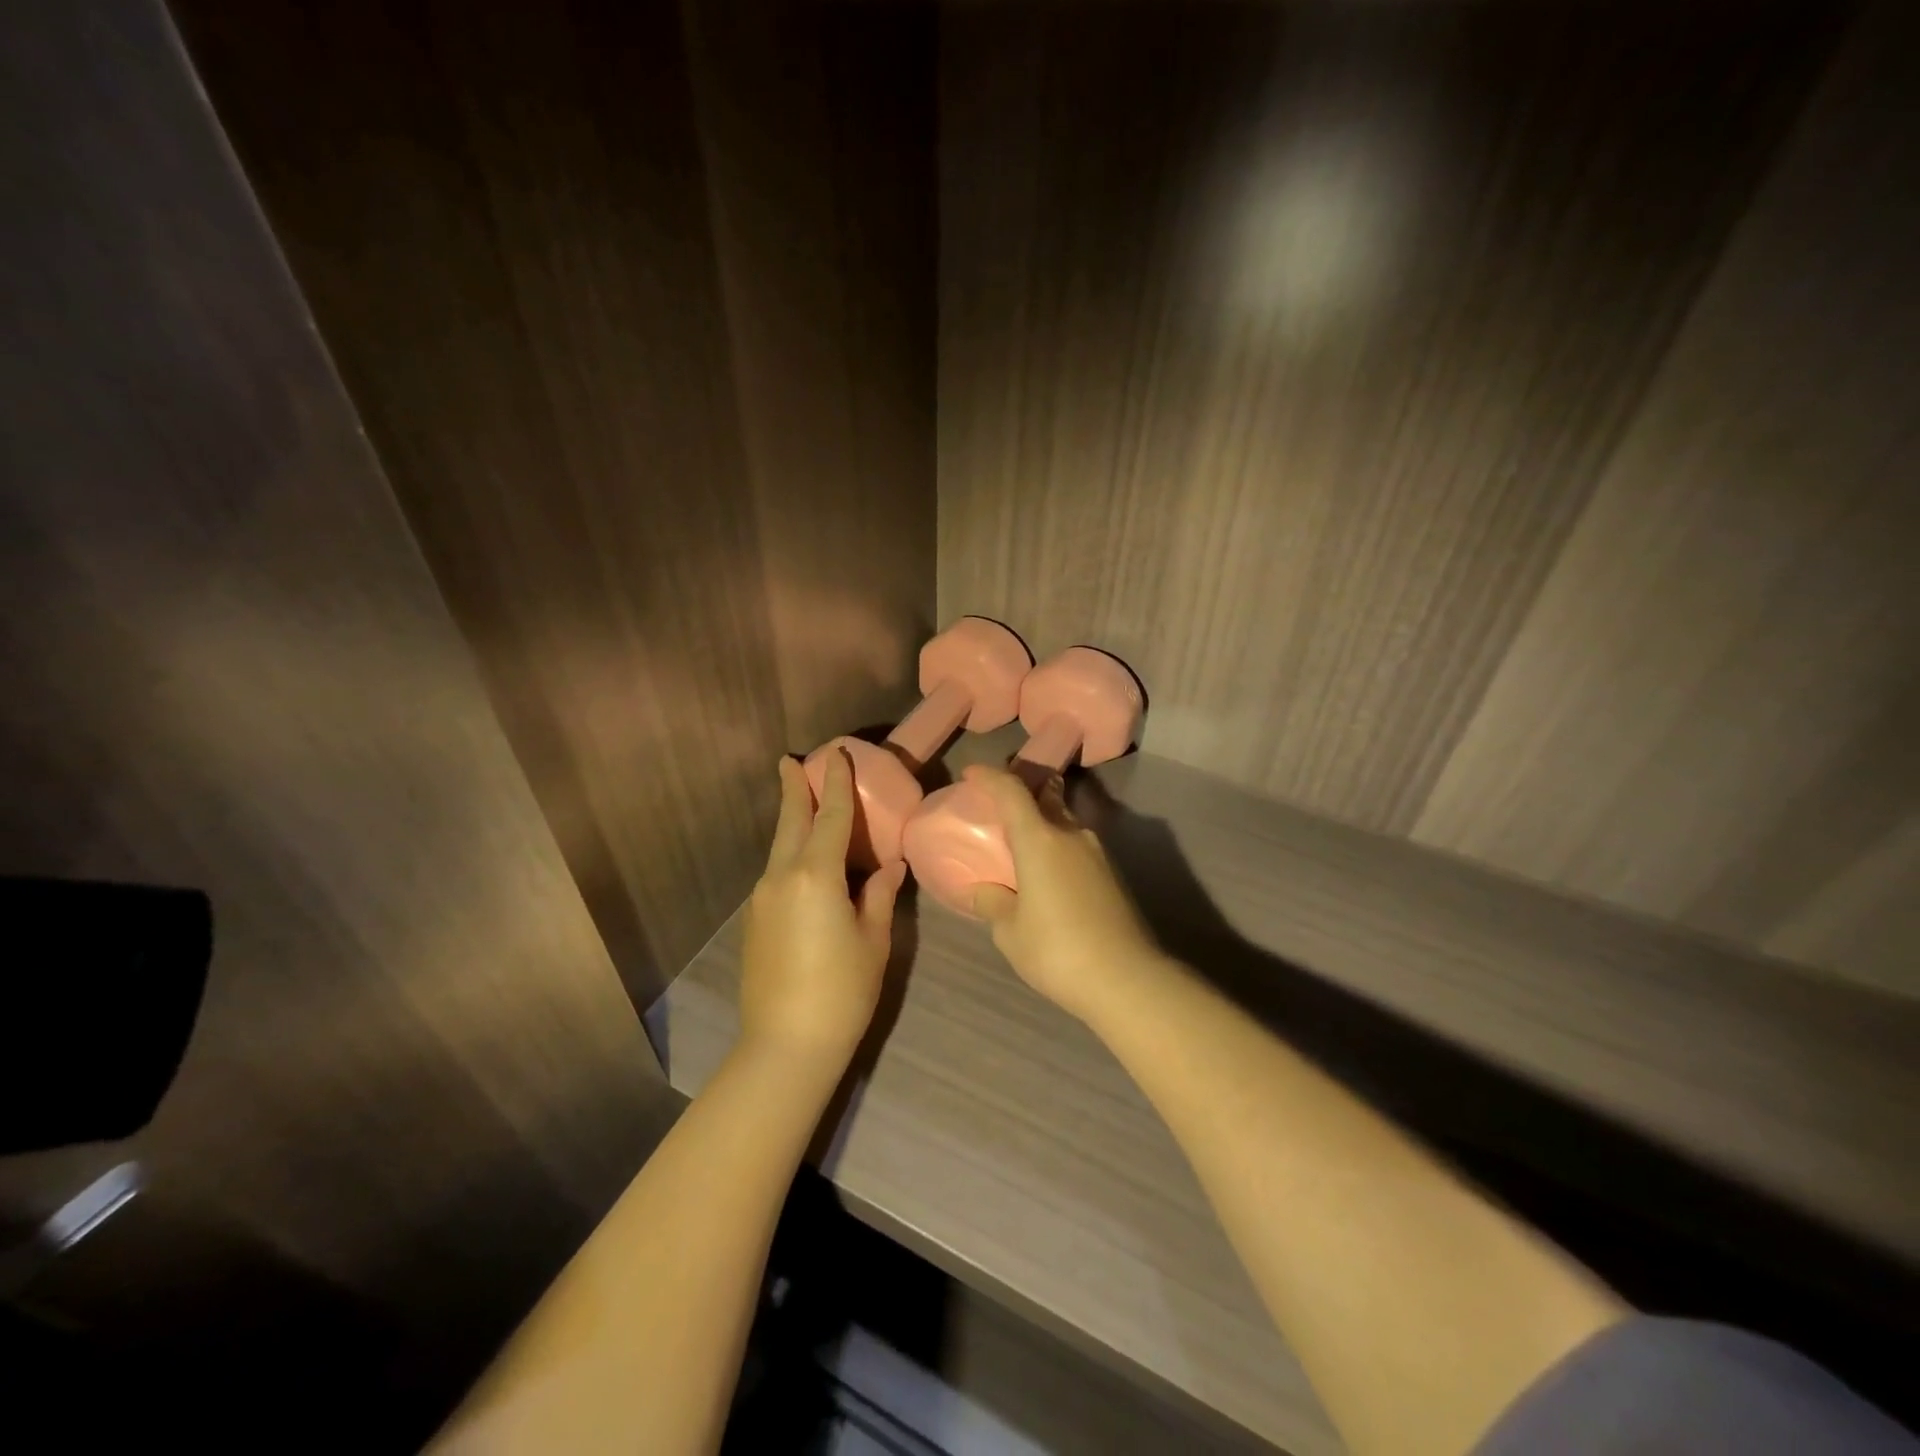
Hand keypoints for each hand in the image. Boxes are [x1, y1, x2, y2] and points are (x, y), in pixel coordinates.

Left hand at [738, 751, 905, 1077]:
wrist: (785, 1044)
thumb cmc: (842, 991)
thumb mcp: (873, 940)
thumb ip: (879, 896)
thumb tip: (889, 867)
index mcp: (816, 876)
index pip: (831, 818)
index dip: (836, 785)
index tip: (835, 754)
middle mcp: (782, 877)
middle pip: (791, 822)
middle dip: (794, 790)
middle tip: (791, 761)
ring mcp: (763, 898)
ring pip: (779, 847)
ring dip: (791, 820)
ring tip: (800, 800)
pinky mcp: (756, 920)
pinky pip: (776, 871)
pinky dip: (789, 851)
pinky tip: (803, 858)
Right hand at [965, 764, 1164, 1024]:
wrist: (1127, 979)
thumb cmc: (1057, 950)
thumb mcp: (1010, 931)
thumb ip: (993, 902)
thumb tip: (984, 890)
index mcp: (1040, 839)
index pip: (1012, 790)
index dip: (990, 776)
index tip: (972, 773)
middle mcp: (1071, 834)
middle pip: (1044, 797)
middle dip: (1021, 794)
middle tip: (997, 807)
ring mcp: (1097, 853)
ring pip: (1063, 823)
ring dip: (1041, 824)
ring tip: (1020, 847)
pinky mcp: (1112, 875)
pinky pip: (1075, 847)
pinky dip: (1056, 848)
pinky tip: (1046, 876)